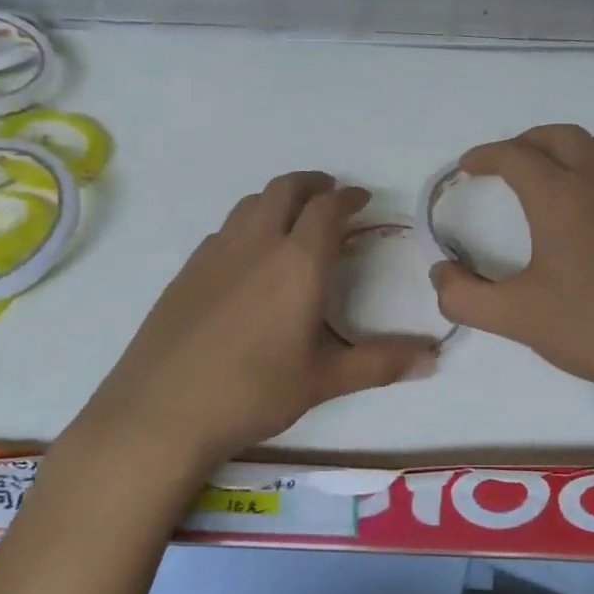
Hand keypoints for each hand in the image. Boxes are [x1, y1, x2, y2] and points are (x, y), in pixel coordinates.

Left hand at [85, 172, 437, 469]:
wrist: (160, 411)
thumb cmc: (252, 393)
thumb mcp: (323, 381)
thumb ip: (380, 364)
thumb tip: (433, 358)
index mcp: (298, 262)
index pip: (328, 209)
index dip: (349, 198)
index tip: (362, 199)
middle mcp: (257, 243)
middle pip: (286, 188)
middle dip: (313, 183)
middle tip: (330, 194)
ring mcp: (216, 252)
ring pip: (251, 203)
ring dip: (278, 199)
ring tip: (292, 219)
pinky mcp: (187, 269)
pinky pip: (225, 229)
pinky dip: (248, 224)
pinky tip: (248, 258)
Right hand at [429, 125, 593, 416]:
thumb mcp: (517, 318)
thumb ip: (465, 296)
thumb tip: (440, 272)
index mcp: (560, 197)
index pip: (515, 156)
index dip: (485, 156)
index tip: (467, 167)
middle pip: (559, 136)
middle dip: (525, 142)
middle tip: (505, 163)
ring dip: (569, 146)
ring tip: (553, 172)